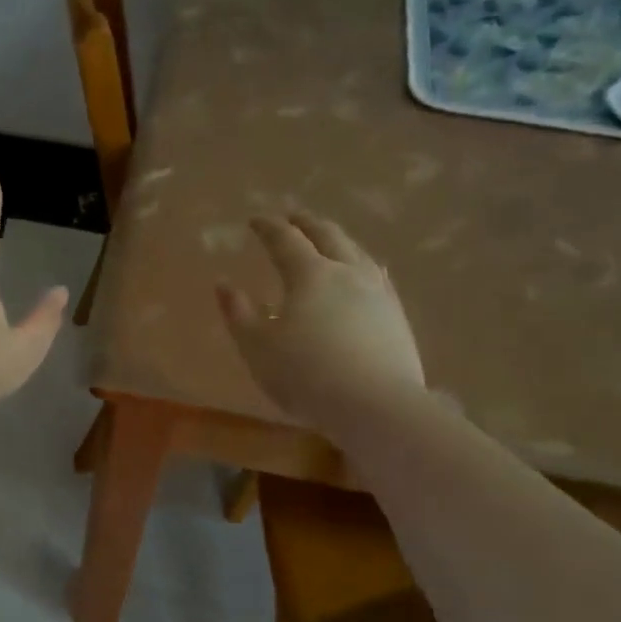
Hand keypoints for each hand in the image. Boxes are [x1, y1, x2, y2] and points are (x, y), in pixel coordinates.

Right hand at [217, 212, 425, 431]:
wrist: (376, 404)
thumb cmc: (306, 374)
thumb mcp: (257, 347)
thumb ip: (238, 314)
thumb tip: (224, 284)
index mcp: (310, 274)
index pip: (286, 240)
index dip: (269, 227)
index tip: (255, 219)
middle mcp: (347, 272)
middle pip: (327, 236)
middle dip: (307, 223)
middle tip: (293, 217)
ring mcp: (378, 291)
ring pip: (357, 252)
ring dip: (338, 239)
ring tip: (328, 239)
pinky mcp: (396, 314)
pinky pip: (377, 275)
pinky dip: (362, 264)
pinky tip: (366, 273)